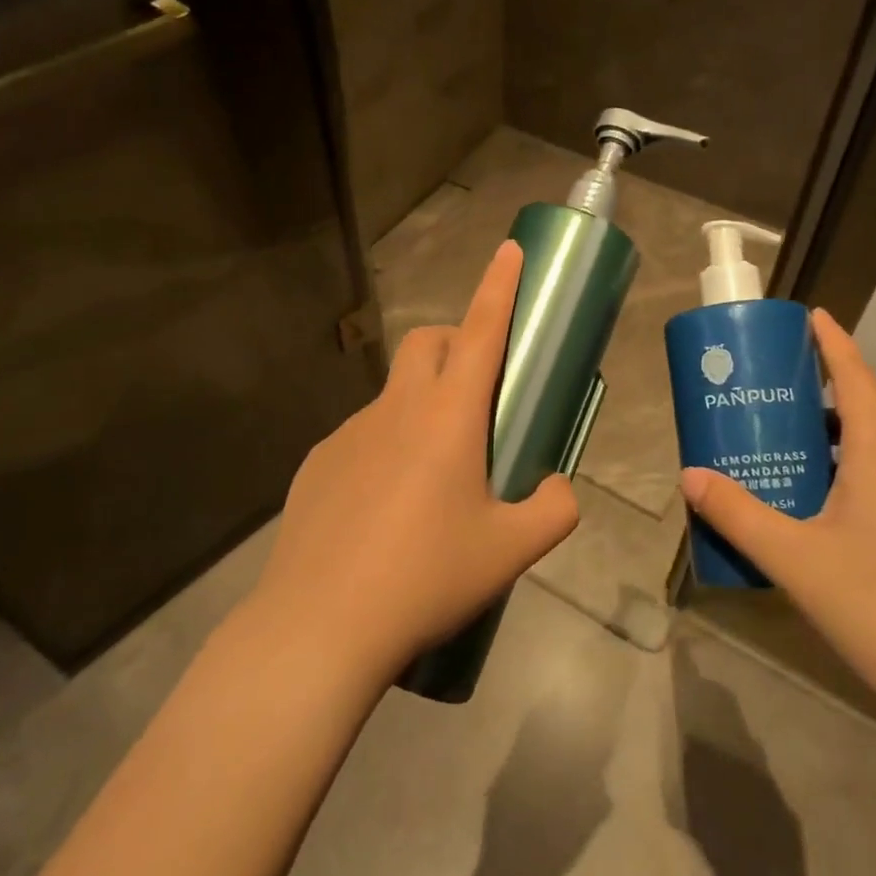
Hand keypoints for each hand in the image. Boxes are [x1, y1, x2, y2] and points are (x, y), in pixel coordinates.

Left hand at [252, 241, 580, 683]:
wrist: (320, 625)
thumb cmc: (426, 578)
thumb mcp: (511, 551)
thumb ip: (554, 509)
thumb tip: (557, 488)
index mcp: (448, 417)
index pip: (481, 331)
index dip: (499, 286)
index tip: (509, 250)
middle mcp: (396, 409)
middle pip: (428, 342)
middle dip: (457, 344)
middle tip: (479, 394)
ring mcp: (349, 432)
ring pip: (395, 393)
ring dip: (422, 404)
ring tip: (434, 478)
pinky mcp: (318, 462)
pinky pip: (363, 435)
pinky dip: (386, 446)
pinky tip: (385, 509)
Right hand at [680, 308, 875, 734]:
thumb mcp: (796, 561)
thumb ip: (738, 515)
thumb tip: (690, 476)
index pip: (856, 378)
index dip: (833, 343)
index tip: (812, 314)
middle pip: (866, 419)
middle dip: (818, 406)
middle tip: (770, 411)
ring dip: (838, 454)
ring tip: (793, 471)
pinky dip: (862, 491)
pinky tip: (838, 535)